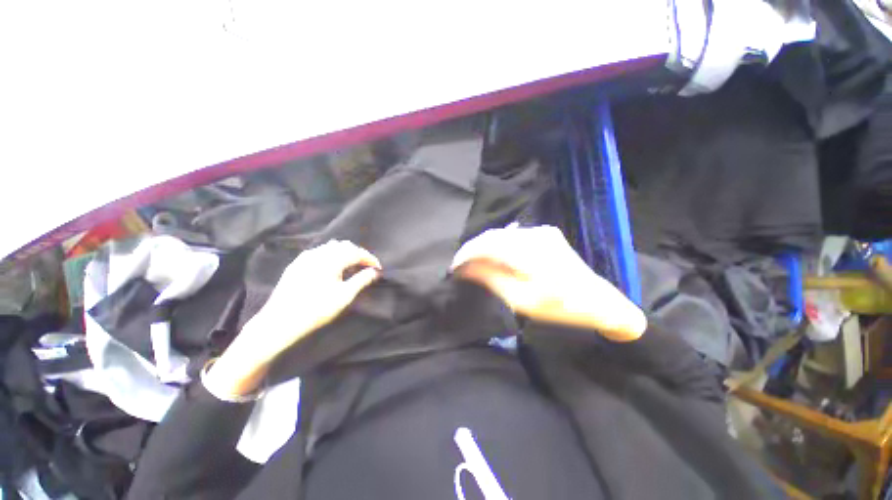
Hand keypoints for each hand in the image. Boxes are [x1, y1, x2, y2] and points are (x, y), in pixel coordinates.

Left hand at [206, 240, 380, 396]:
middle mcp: (318, 253)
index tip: (378, 268)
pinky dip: (330, 255)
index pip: (356, 252)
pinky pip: (318, 252)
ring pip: (330, 247)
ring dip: (344, 253)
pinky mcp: (296, 265)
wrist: (280, 322)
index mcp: (331, 259)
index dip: (370, 259)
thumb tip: (375, 271)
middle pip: (344, 246)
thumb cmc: (316, 309)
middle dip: (358, 254)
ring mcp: (305, 258)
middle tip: (365, 266)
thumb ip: (362, 280)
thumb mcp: (344, 296)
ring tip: (350, 266)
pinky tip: (331, 267)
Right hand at [452, 225, 645, 341]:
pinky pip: (514, 236)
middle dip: (473, 250)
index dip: (466, 253)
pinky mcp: (546, 234)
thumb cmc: (560, 307)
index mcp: (529, 252)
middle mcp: (534, 234)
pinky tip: (494, 257)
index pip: (487, 244)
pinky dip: (500, 245)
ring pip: (502, 235)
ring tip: (474, 263)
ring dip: (485, 247)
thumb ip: (490, 279)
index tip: (453, 266)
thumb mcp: (521, 299)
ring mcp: (541, 231)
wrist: (599, 302)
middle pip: (493, 236)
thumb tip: (465, 268)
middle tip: (461, 266)